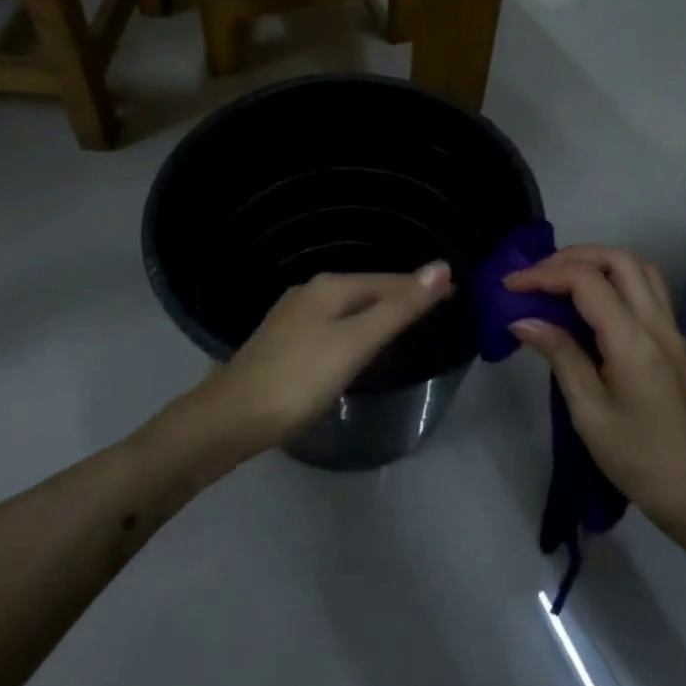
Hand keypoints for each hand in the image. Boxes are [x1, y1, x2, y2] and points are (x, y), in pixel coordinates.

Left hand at [188, 262, 455, 458]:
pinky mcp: (283, 342)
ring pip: (349, 307)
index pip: (388, 281)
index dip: (421, 286)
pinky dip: (357, 327)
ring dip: (380, 311)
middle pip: (368, 290)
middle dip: (402, 295)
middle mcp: (310, 292)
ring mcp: (293, 316)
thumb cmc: (299, 380)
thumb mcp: (355, 343)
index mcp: (330, 287)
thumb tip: (440, 267)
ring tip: (407, 321)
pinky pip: (334, 324)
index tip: (455, 291)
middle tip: (438, 306)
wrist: (230, 419)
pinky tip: (359, 342)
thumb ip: (398, 308)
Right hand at [503, 246, 685, 535]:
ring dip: (598, 263)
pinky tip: (591, 305)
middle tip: (536, 276)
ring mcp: (671, 330)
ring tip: (561, 281)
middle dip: (572, 257)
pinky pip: (648, 290)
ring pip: (638, 269)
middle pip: (618, 259)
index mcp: (633, 340)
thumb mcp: (589, 413)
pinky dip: (616, 280)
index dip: (543, 274)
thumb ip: (560, 356)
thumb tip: (523, 320)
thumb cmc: (640, 460)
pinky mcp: (675, 342)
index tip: (510, 286)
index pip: (586, 281)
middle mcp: (657, 323)